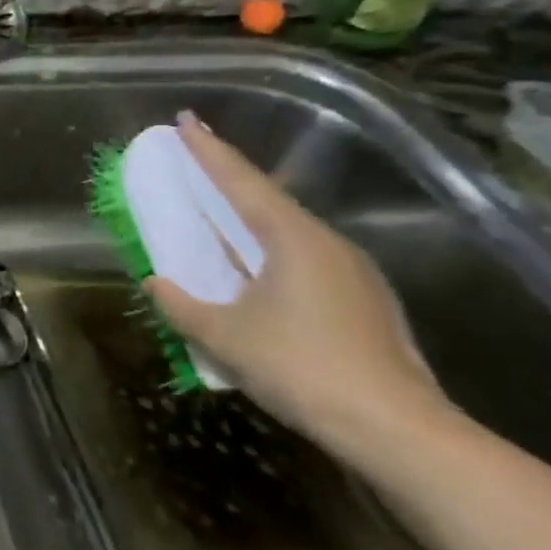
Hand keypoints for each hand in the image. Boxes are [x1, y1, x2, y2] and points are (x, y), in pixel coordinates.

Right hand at [143, 112, 455, 464]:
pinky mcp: (361, 302)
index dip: (209, 151)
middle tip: (194, 160)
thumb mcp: (222, 335)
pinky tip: (252, 271)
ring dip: (246, 219)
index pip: (241, 182)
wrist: (397, 429)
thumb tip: (154, 282)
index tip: (185, 120)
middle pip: (267, 200)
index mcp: (293, 239)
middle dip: (227, 179)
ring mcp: (351, 273)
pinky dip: (266, 251)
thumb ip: (179, 304)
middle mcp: (327, 245)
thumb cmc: (300, 368)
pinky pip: (301, 259)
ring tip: (215, 216)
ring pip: (286, 232)